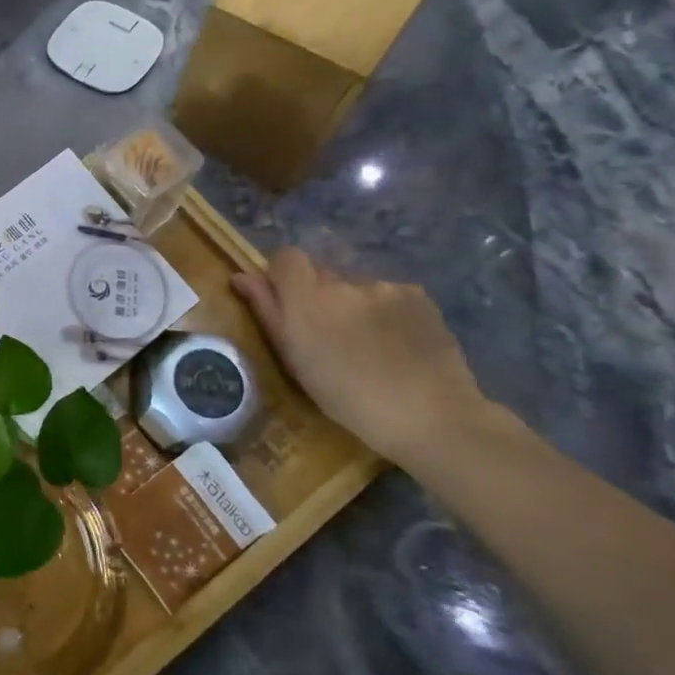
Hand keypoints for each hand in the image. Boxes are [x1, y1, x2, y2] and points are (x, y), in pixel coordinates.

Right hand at [231, 246, 492, 464]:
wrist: (431, 417)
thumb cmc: (348, 397)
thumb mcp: (294, 359)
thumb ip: (267, 311)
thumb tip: (242, 276)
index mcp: (308, 297)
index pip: (287, 256)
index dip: (284, 275)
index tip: (289, 304)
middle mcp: (344, 282)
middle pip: (323, 275)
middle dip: (322, 297)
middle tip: (331, 337)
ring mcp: (385, 286)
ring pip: (358, 287)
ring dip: (356, 307)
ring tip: (371, 347)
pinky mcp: (419, 295)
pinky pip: (390, 295)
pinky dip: (388, 313)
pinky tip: (398, 345)